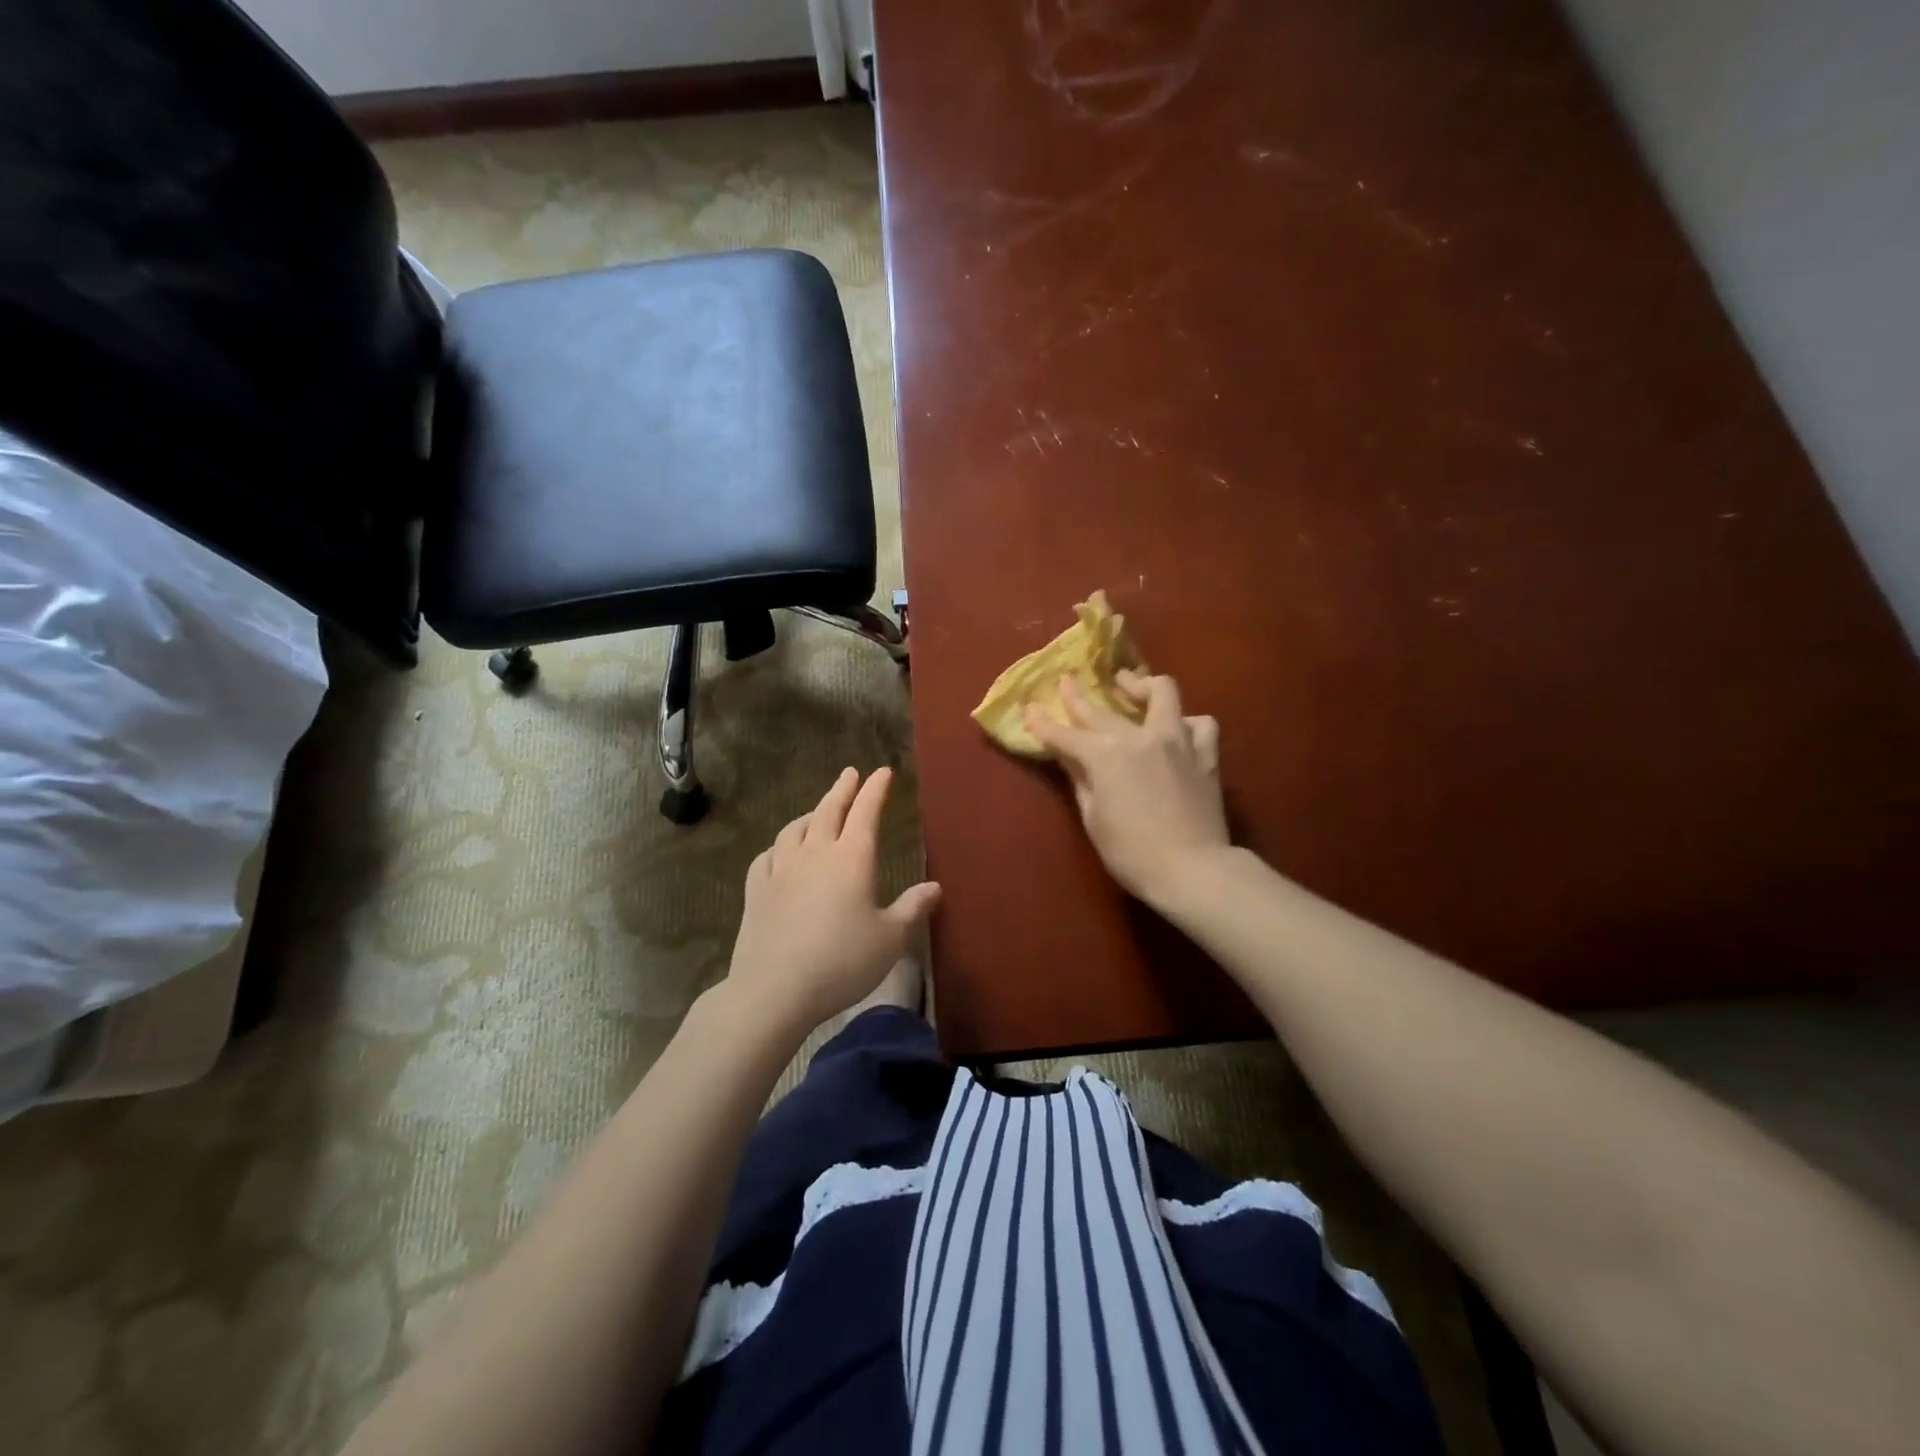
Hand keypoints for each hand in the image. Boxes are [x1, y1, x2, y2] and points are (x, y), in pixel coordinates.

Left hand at [726, 767, 940, 1030]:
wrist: (775, 989)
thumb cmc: (843, 961)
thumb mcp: (891, 939)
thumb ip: (913, 908)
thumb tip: (935, 886)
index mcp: (853, 858)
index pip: (866, 812)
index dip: (875, 789)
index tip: (882, 771)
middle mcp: (816, 854)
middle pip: (828, 811)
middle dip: (842, 789)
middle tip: (850, 773)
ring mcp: (781, 870)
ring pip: (794, 829)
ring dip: (809, 814)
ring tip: (816, 811)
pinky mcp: (756, 891)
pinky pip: (767, 856)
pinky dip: (777, 847)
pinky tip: (778, 852)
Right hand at [1025, 671, 1228, 906]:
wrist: (1192, 870)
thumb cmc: (1131, 852)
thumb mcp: (1093, 817)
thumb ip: (1080, 779)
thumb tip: (1068, 756)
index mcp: (1105, 755)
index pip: (1064, 734)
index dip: (1043, 723)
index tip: (1029, 709)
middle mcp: (1139, 737)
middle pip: (1102, 709)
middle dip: (1078, 695)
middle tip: (1067, 681)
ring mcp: (1177, 740)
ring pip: (1162, 692)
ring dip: (1142, 686)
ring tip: (1131, 686)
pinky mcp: (1205, 754)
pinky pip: (1200, 724)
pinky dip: (1186, 723)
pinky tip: (1178, 729)